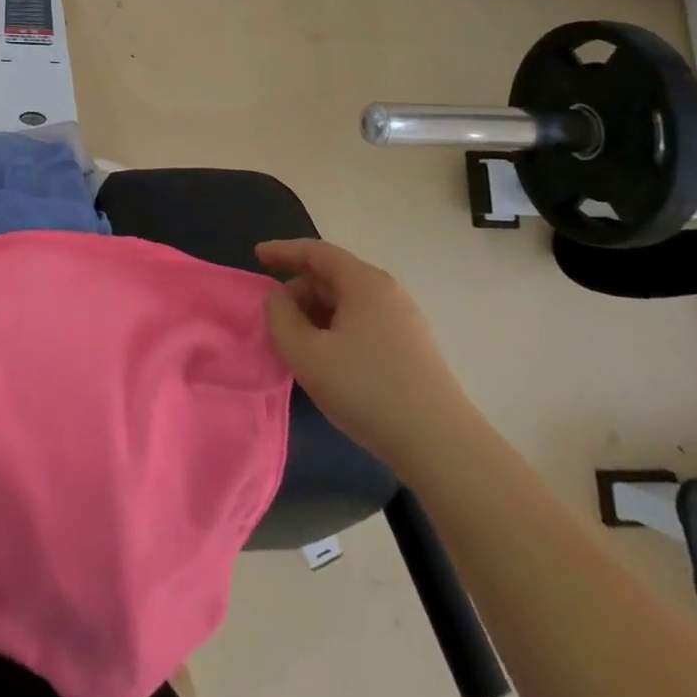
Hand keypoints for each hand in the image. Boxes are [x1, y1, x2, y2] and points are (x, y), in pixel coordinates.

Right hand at [260, 239, 471, 469]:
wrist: (441, 445)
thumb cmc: (367, 389)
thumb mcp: (307, 354)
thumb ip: (280, 318)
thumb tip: (278, 298)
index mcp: (363, 282)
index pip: (316, 252)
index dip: (283, 251)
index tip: (256, 257)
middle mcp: (387, 292)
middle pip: (332, 277)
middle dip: (298, 292)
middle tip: (274, 319)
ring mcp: (404, 320)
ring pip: (348, 303)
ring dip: (316, 315)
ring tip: (297, 344)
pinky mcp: (411, 348)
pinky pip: (362, 324)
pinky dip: (336, 331)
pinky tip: (327, 361)